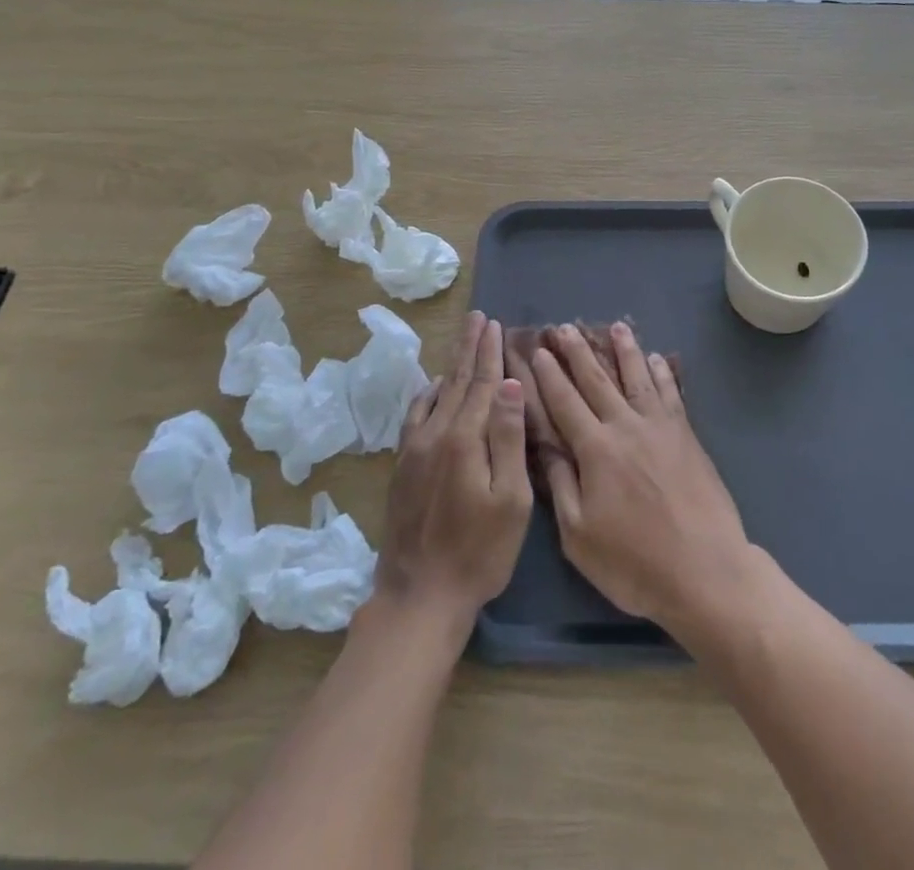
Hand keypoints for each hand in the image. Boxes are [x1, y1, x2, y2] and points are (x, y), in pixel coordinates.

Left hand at [373, 312, 530, 635]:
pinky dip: (426, 395)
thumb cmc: (479, 551)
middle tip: (476, 317)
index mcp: (465, 439)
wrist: (419, 595)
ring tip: (461, 343)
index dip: (489, 352)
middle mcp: (435, 434)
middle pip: (456, 381)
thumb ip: (508, 437)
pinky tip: (432, 389)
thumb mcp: (511, 499)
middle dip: (468, 348)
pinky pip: (415, 416)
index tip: (493, 323)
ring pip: (436, 395)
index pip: (481, 383)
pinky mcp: (402, 467)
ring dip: (450, 366)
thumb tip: (509, 384)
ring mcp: (414, 450)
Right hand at [531, 322, 751, 634]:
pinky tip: (656, 359)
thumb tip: (546, 446)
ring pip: (637, 378)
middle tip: (564, 326)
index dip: (549, 376)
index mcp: (596, 450)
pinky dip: (662, 373)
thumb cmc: (634, 563)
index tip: (538, 351)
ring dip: (625, 350)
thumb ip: (562, 485)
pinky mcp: (687, 436)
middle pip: (598, 381)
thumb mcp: (579, 536)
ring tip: (615, 326)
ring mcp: (660, 428)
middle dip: (578, 352)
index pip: (565, 403)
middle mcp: (626, 427)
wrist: (705, 571)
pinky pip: (671, 394)